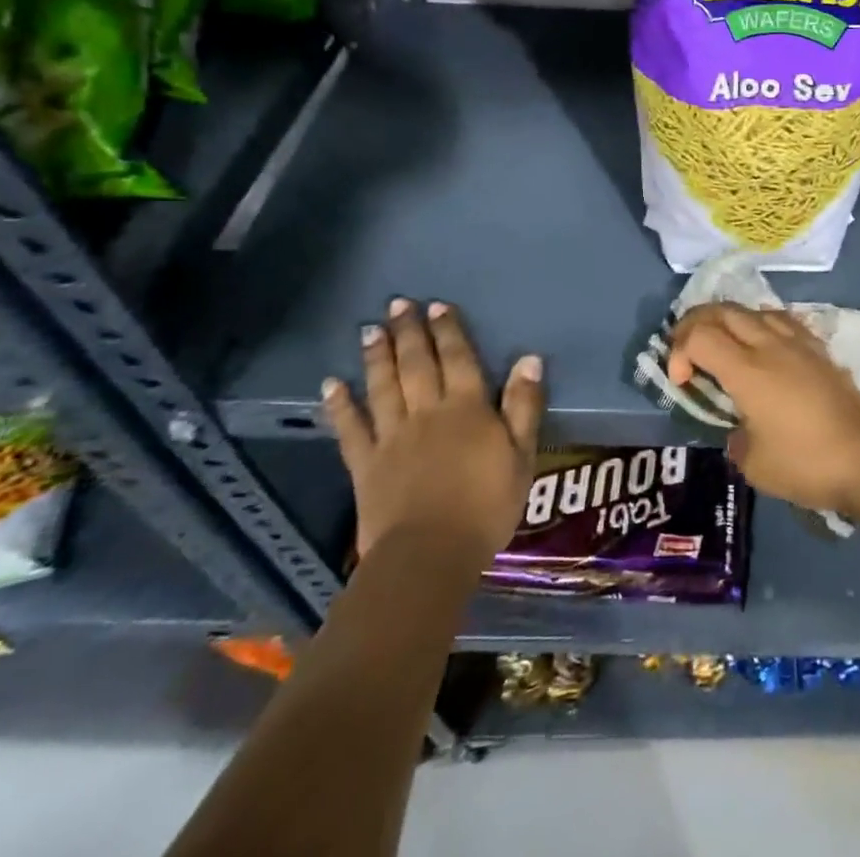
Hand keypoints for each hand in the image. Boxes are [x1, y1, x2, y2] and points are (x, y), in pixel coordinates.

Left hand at [321, 298, 544, 565]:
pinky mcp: (366, 465)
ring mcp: (392, 437)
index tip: (437, 306)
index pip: (459, 359)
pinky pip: (351, 429)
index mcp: (467, 408)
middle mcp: (427, 412)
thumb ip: (524, 406)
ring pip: (383, 387)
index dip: (449, 331)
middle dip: (409, 332)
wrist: (429, 555)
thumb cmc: (486, 506)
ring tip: (370, 330)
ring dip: (377, 356)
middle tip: (398, 304)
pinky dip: (340, 405)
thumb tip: (529, 359)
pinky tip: (331, 385)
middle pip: (417, 364)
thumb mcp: (522, 456)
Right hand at [667, 304, 859, 514]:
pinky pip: (781, 320)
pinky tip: (763, 348)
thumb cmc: (806, 464)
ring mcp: (798, 343)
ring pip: (753, 309)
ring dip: (729, 321)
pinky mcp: (819, 350)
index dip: (679, 351)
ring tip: (723, 346)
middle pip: (722, 310)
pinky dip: (760, 325)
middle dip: (695, 324)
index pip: (700, 336)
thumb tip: (739, 429)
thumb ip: (735, 439)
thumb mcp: (754, 464)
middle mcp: (770, 345)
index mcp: (747, 370)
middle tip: (687, 352)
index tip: (681, 382)